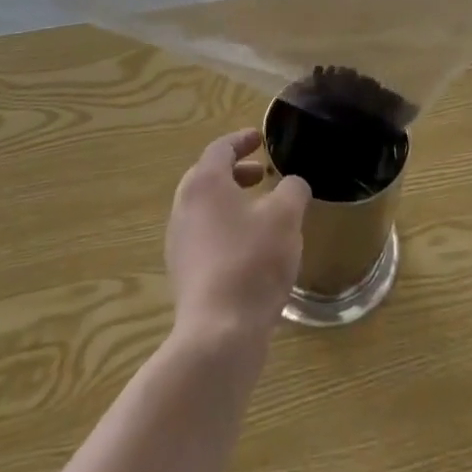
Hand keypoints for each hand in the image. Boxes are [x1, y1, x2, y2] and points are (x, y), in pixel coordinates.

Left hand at [165, 130, 310, 345]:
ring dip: (231, 202)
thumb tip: (292, 185)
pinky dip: (226, 228)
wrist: (219, 333)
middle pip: (207, 177)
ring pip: (205, 209)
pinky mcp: (184, 274)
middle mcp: (184, 207)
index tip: (260, 138)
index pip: (220, 148)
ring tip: (261, 211)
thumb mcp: (285, 217)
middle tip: (262, 174)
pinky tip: (252, 248)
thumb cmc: (252, 261)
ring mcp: (179, 242)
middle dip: (236, 172)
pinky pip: (204, 236)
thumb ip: (292, 190)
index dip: (242, 140)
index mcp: (204, 183)